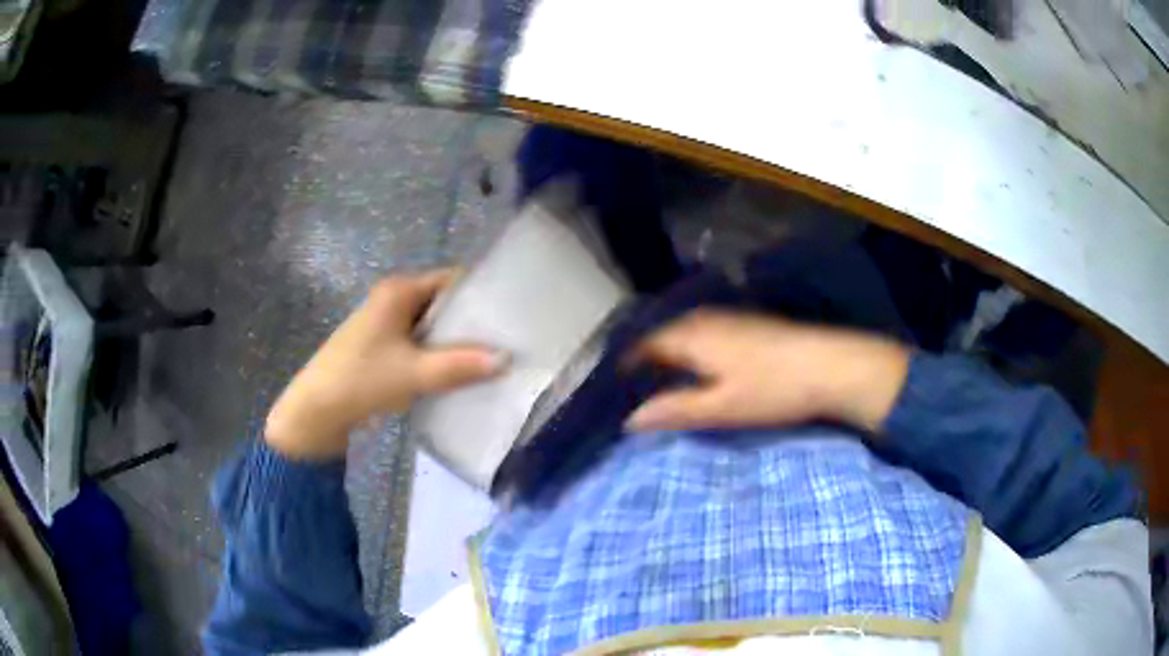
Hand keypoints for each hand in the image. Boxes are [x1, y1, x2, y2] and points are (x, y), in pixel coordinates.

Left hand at [265, 270, 504, 459]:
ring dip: (454, 340)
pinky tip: (457, 372)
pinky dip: (438, 353)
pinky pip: (419, 342)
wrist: (317, 411)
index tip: (510, 313)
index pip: (451, 280)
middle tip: (505, 340)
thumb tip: (506, 359)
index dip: (481, 293)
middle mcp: (393, 299)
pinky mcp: (381, 346)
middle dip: (471, 321)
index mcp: (399, 291)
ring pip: (431, 325)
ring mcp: (385, 323)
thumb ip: (460, 365)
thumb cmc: (362, 381)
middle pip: (443, 302)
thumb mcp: (415, 373)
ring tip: (489, 357)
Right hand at [625, 310, 910, 433]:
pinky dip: (688, 351)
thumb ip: (673, 411)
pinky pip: (702, 333)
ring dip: (666, 356)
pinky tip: (696, 370)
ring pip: (682, 334)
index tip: (610, 392)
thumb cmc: (773, 390)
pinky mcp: (746, 324)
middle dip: (642, 361)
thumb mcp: (720, 408)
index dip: (624, 367)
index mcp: (691, 336)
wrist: (830, 365)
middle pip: (660, 337)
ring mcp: (727, 318)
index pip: (642, 346)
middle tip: (629, 392)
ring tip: (656, 384)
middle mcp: (703, 319)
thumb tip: (629, 421)